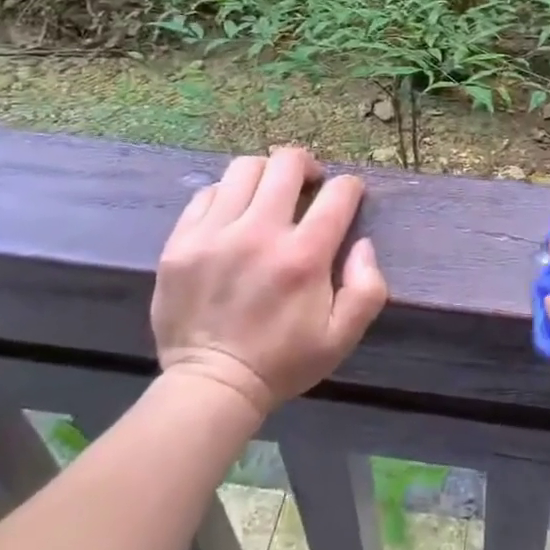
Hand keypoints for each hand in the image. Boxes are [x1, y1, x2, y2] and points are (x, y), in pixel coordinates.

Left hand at [151, 148, 387, 417]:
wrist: (210, 387)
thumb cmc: (282, 362)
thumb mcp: (342, 337)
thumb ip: (368, 287)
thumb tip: (362, 243)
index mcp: (303, 257)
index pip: (338, 192)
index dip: (350, 187)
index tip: (347, 197)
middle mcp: (259, 233)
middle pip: (287, 163)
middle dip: (307, 166)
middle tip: (308, 185)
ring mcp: (214, 234)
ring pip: (245, 168)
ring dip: (265, 174)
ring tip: (268, 195)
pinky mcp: (181, 242)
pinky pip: (207, 193)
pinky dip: (227, 196)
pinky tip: (233, 216)